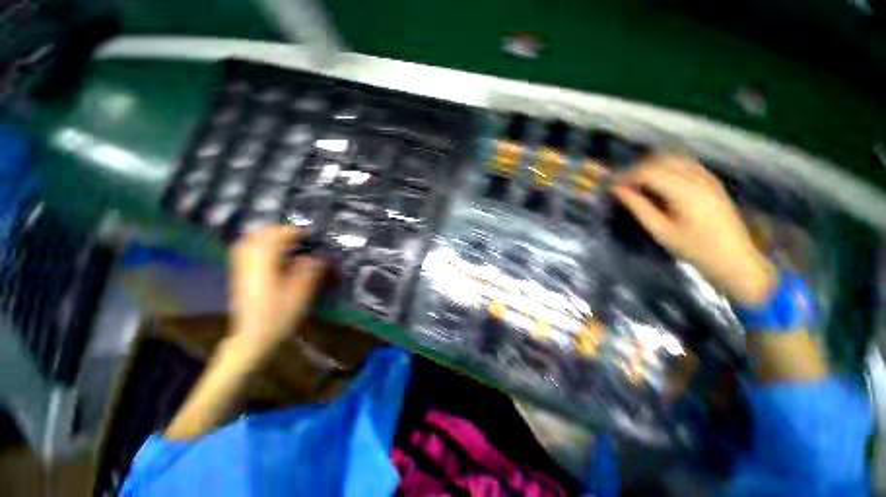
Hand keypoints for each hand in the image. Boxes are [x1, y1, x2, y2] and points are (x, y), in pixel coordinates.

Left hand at [230, 226, 326, 349]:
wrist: (253, 337)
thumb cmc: (279, 314)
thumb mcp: (301, 292)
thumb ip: (310, 270)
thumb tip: (317, 256)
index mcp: (265, 264)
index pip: (278, 237)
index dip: (295, 231)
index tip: (311, 233)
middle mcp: (250, 262)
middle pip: (260, 235)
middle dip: (280, 230)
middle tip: (299, 235)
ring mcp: (242, 268)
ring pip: (250, 241)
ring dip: (269, 236)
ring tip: (286, 240)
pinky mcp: (240, 276)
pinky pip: (246, 252)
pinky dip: (259, 246)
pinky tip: (271, 253)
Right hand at [612, 154, 775, 304]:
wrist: (734, 259)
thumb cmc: (694, 249)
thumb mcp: (661, 231)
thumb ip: (638, 207)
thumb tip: (618, 190)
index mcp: (685, 192)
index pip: (649, 172)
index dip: (627, 176)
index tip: (611, 186)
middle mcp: (698, 178)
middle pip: (661, 161)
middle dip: (637, 170)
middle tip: (623, 185)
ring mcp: (708, 178)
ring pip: (674, 159)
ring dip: (652, 167)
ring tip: (638, 183)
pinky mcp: (712, 181)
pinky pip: (686, 164)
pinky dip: (667, 168)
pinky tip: (659, 182)